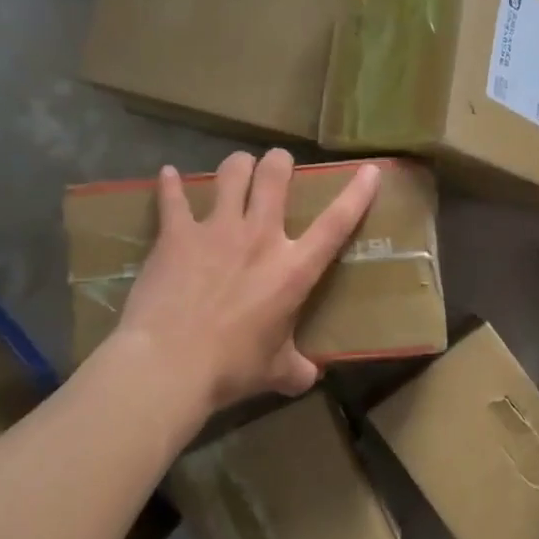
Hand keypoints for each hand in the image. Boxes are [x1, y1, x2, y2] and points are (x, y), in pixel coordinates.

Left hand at [104, 150, 380, 414]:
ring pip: (231, 174)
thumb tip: (309, 376)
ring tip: (237, 167)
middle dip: (279, 162)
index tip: (369, 170)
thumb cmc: (232, 368)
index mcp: (293, 269)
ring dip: (237, 165)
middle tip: (277, 163)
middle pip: (275, 177)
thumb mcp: (277, 373)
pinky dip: (170, 184)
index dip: (357, 194)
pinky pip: (172, 198)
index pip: (336, 223)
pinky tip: (169, 175)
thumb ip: (297, 368)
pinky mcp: (176, 235)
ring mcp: (216, 230)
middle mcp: (259, 237)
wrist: (170, 364)